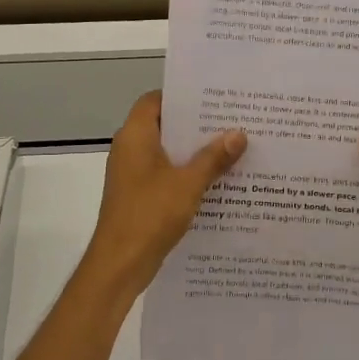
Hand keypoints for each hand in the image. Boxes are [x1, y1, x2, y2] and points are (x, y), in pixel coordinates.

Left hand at [83, 91, 246, 291]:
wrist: (120, 264)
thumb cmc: (150, 214)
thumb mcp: (188, 183)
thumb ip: (213, 157)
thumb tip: (238, 133)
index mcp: (135, 136)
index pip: (155, 100)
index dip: (181, 96)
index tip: (212, 98)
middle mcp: (130, 149)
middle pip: (164, 126)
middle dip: (196, 125)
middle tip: (232, 121)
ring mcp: (132, 174)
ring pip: (167, 152)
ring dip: (194, 152)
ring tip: (232, 148)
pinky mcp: (138, 195)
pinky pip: (166, 174)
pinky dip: (187, 174)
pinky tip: (217, 181)